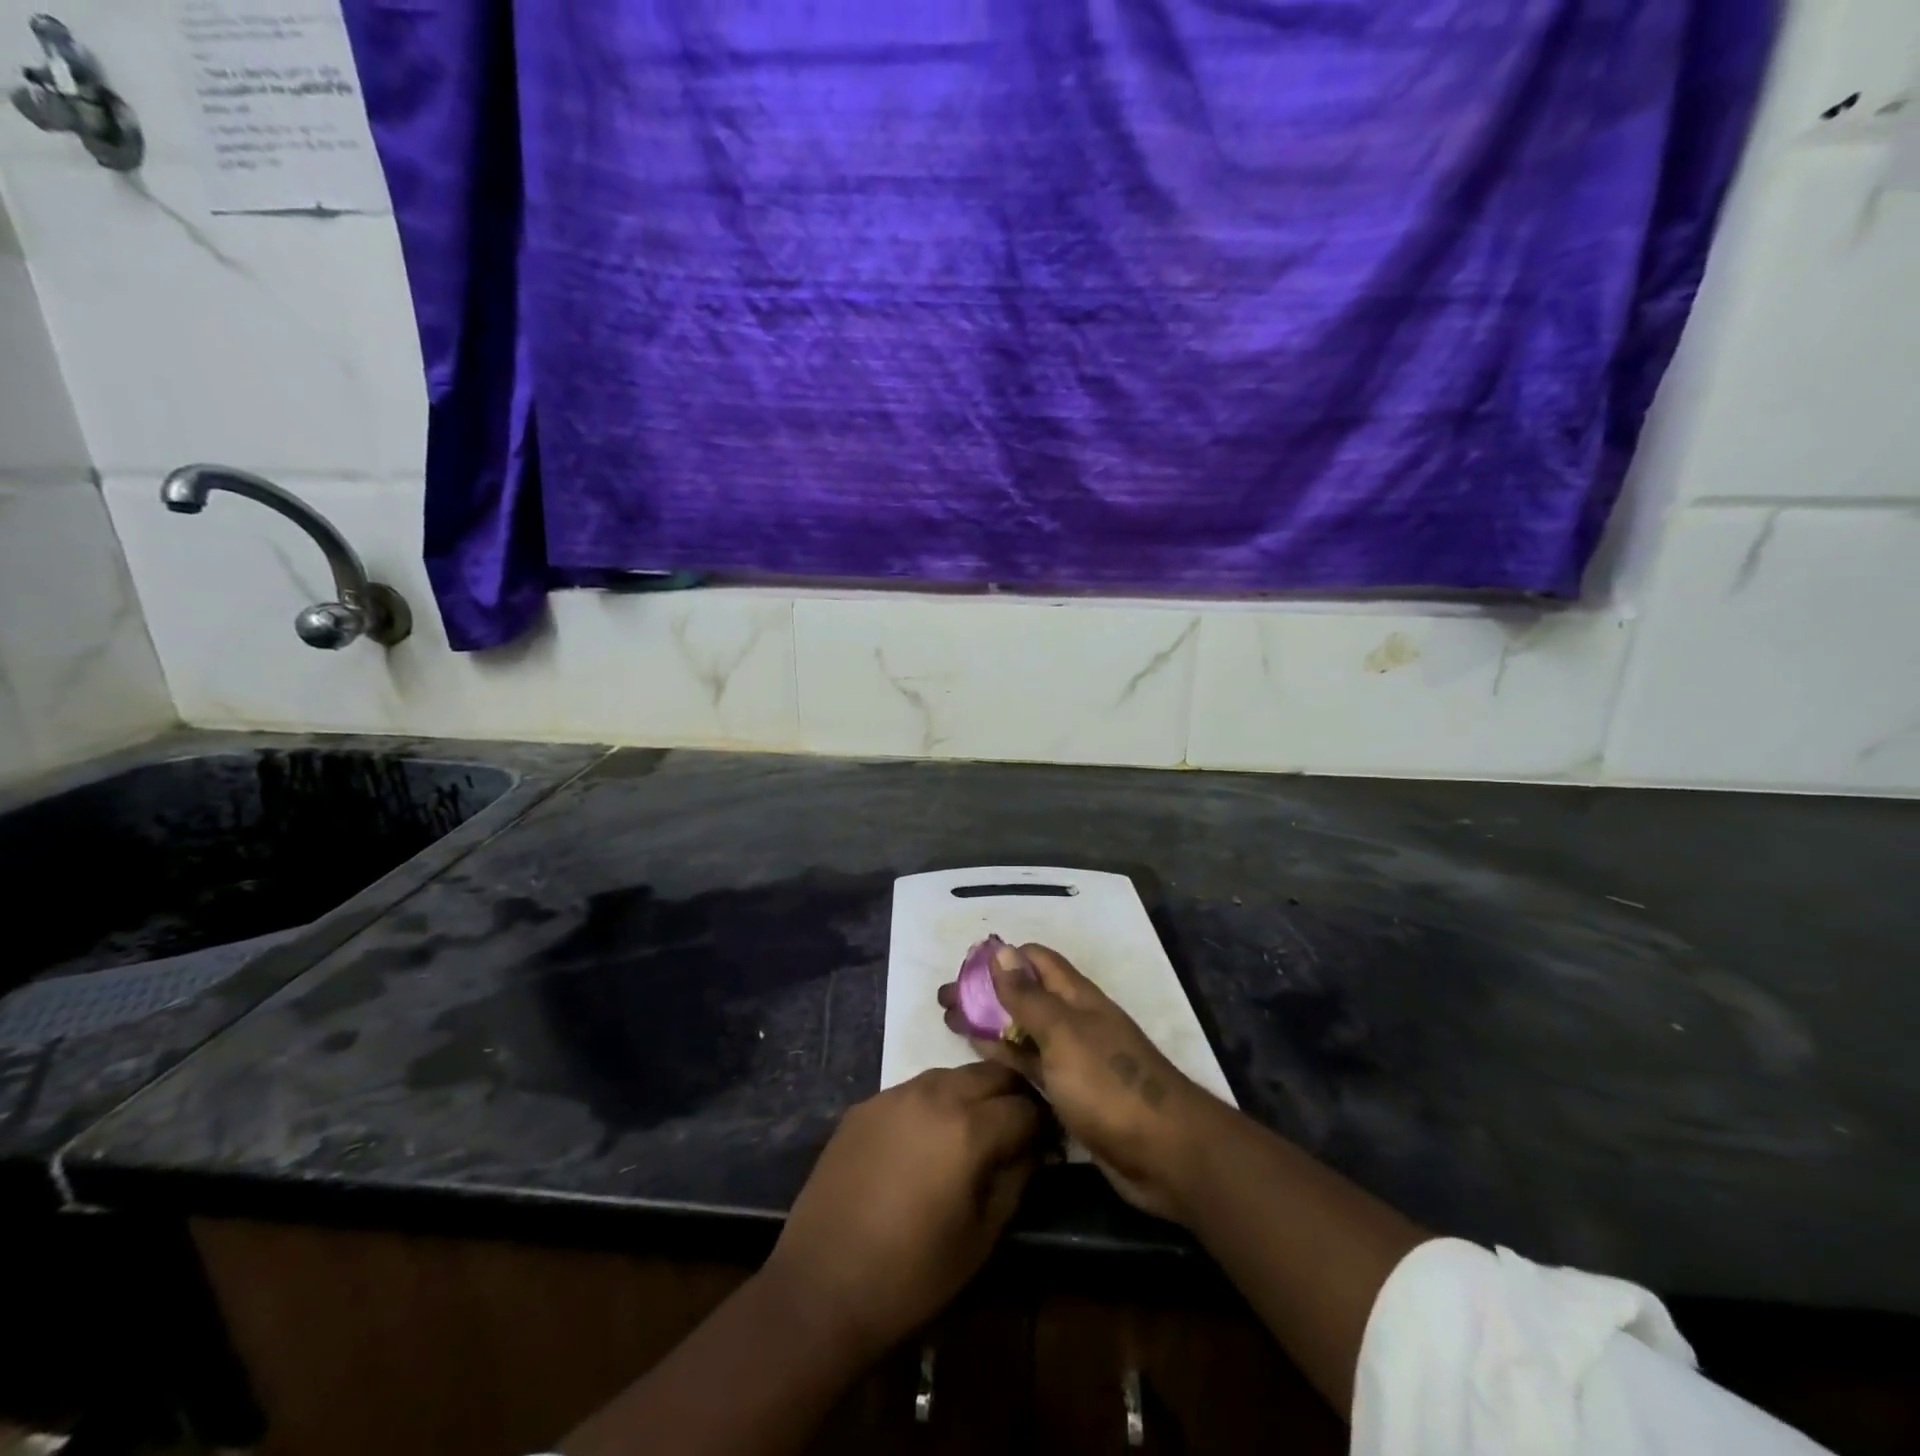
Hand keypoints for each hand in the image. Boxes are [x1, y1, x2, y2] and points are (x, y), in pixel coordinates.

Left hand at [760, 1062, 1040, 1363]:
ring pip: (952, 1074)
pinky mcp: (867, 1104)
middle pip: (990, 1074)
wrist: (822, 1283)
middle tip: (1017, 1128)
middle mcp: (935, 1094)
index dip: (1043, 1126)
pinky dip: (935, 1102)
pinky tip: (928, 1136)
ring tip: (975, 1128)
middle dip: (1012, 1095)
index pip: (1025, 1107)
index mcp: (970, 1128)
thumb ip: (1016, 1180)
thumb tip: (1035, 1150)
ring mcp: (896, 1094)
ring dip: (973, 1093)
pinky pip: (915, 1088)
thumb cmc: (912, 1273)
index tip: (1047, 1145)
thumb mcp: (982, 1237)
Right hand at [939, 942, 1223, 1221]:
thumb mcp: (1063, 1035)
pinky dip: (1006, 1056)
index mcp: (1077, 997)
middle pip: (1025, 995)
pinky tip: (981, 1055)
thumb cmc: (1110, 1085)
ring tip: (951, 1022)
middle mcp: (1074, 1021)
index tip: (965, 966)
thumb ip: (1029, 997)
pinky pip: (1032, 1065)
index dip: (1002, 958)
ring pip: (1025, 1031)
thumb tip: (1002, 951)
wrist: (1164, 1153)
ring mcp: (1073, 1059)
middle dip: (987, 992)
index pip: (1036, 960)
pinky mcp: (1071, 1094)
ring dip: (991, 1024)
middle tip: (944, 1000)